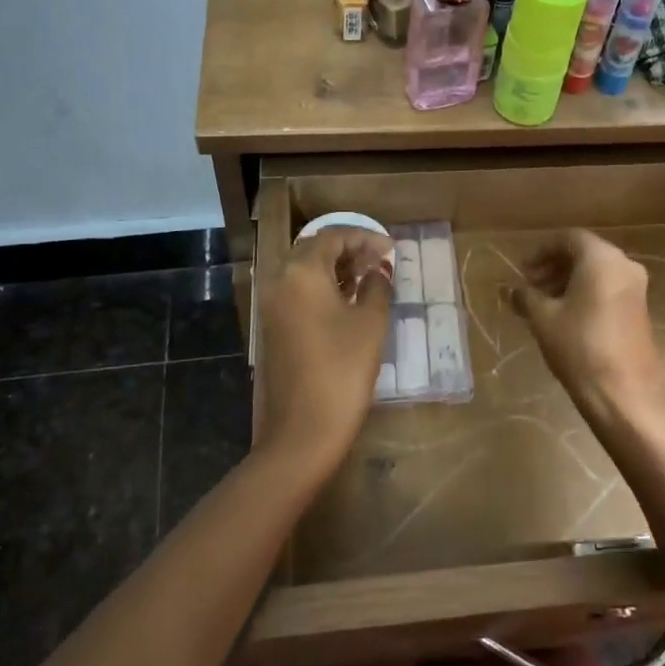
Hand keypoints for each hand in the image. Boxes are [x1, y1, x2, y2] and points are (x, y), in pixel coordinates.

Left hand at [258, 228, 393, 475]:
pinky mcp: (274, 326)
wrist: (304, 428)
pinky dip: (322, 286)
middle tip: (380, 260)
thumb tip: (379, 272)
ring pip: (304, 270)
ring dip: (335, 267)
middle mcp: (280, 281)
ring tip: (369, 277)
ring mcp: (273, 305)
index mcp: (302, 272)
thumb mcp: (370, 324)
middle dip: (348, 249)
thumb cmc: (343, 369)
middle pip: (314, 249)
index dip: (365, 237)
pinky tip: (348, 299)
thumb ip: (377, 287)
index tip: (391, 249)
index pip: (333, 236)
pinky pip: (297, 291)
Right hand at [511, 230, 664, 430]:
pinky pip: (609, 289)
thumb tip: (511, 291)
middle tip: (531, 286)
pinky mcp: (640, 311)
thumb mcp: (543, 319)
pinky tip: (566, 316)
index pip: (569, 238)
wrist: (622, 393)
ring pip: (598, 272)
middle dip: (555, 266)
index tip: (523, 270)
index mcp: (602, 259)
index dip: (542, 251)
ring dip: (569, 281)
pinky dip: (587, 293)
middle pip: (585, 253)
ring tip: (545, 303)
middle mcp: (625, 266)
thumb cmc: (579, 346)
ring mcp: (637, 289)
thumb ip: (526, 297)